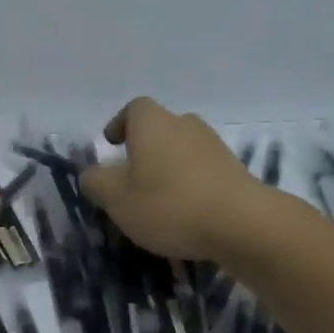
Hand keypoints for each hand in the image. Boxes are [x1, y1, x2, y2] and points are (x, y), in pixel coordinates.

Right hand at [80, 97, 261, 260]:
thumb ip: (96, 183)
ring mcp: (215, 146)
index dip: (120, 124)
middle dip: (145, 149)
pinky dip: (192, 185)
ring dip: (169, 168)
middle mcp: (185, 125)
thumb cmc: (169, 204)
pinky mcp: (236, 171)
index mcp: (153, 123)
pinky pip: (203, 172)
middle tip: (132, 177)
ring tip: (159, 200)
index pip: (134, 108)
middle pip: (161, 128)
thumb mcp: (116, 199)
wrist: (242, 223)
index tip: (112, 145)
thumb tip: (91, 174)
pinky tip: (187, 214)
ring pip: (183, 150)